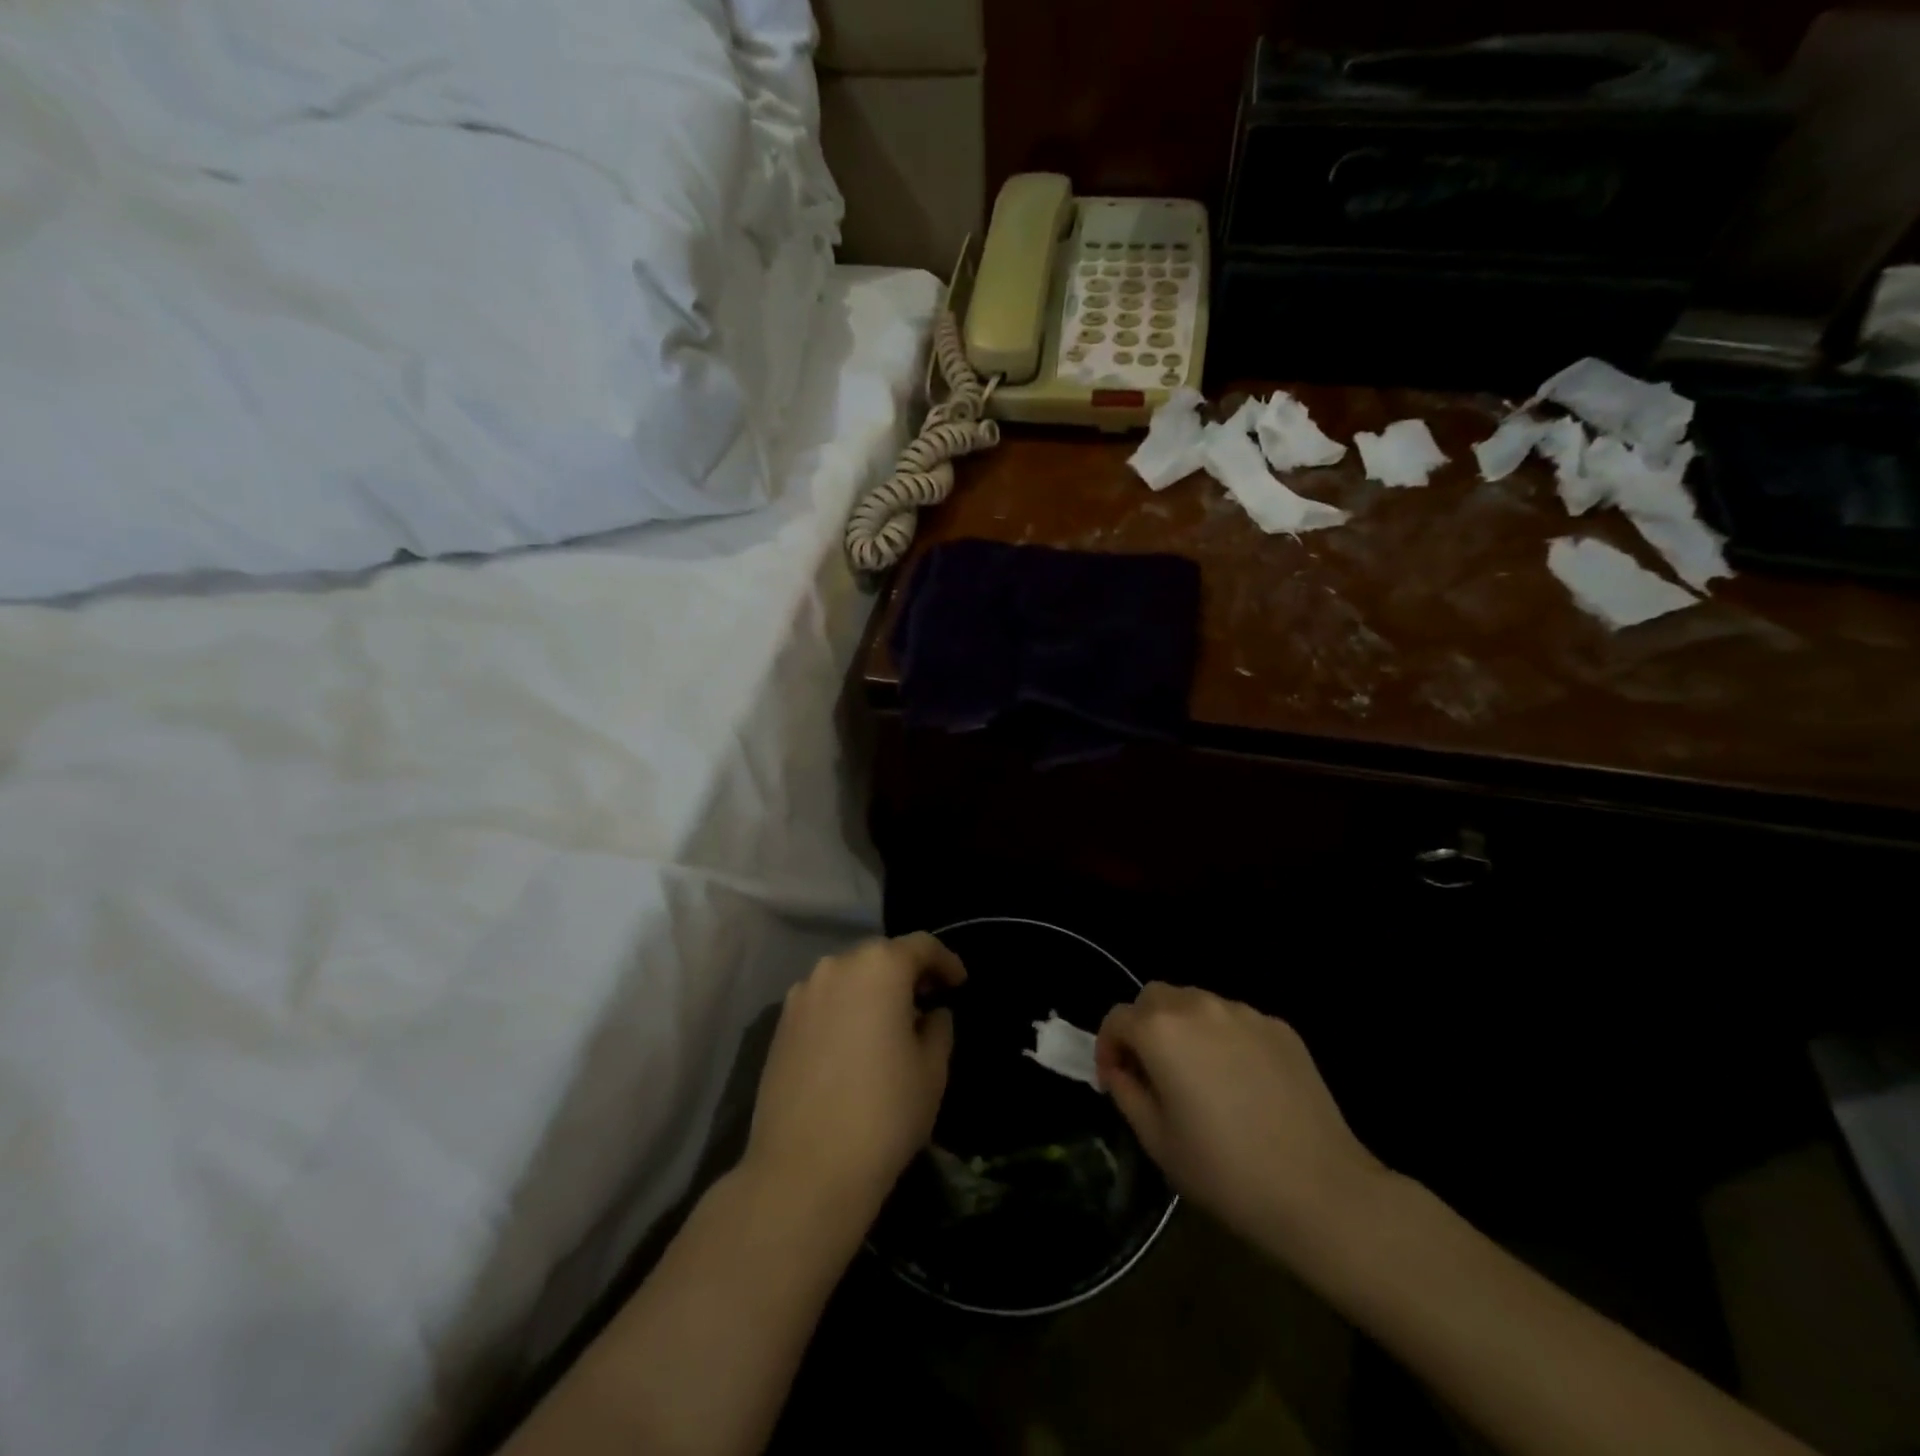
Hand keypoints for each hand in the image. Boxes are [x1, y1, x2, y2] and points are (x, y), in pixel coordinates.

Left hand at [745, 934, 966, 1225]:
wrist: (804, 1170)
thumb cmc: (883, 1113)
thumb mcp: (932, 1069)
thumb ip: (938, 1028)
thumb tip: (931, 1014)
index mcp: (880, 967)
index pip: (921, 946)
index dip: (945, 962)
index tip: (959, 984)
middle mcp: (837, 967)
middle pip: (880, 956)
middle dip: (906, 973)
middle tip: (927, 1002)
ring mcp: (802, 994)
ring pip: (848, 977)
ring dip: (872, 991)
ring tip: (889, 1024)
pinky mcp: (780, 1024)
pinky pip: (823, 1002)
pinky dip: (844, 1010)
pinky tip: (854, 1044)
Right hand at [1097, 985, 1386, 1260]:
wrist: (1320, 1192)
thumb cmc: (1225, 1172)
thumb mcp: (1156, 1141)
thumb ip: (1127, 1092)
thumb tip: (1122, 1070)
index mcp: (1161, 1030)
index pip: (1117, 1018)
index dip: (1108, 1048)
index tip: (1116, 1081)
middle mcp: (1199, 1006)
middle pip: (1155, 998)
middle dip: (1143, 1027)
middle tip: (1153, 1073)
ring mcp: (1244, 1013)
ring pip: (1196, 1004)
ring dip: (1184, 1028)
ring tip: (1199, 1075)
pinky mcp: (1280, 1028)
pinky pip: (1236, 1021)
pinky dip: (1224, 1039)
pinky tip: (1241, 1083)